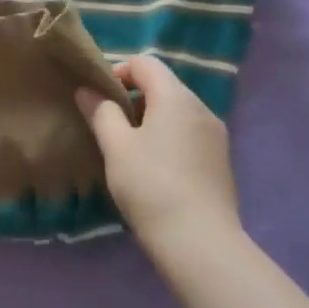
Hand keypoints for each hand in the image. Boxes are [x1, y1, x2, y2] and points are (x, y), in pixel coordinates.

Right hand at [77, 55, 239, 256]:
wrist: (200, 244)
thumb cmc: (151, 186)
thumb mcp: (116, 146)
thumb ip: (100, 111)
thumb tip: (88, 91)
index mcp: (176, 97)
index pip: (145, 63)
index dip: (118, 72)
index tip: (100, 99)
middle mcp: (201, 109)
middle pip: (163, 85)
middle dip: (133, 98)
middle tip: (111, 126)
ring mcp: (216, 136)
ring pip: (177, 112)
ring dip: (151, 119)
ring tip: (130, 151)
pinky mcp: (221, 162)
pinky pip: (189, 134)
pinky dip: (169, 138)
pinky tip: (155, 170)